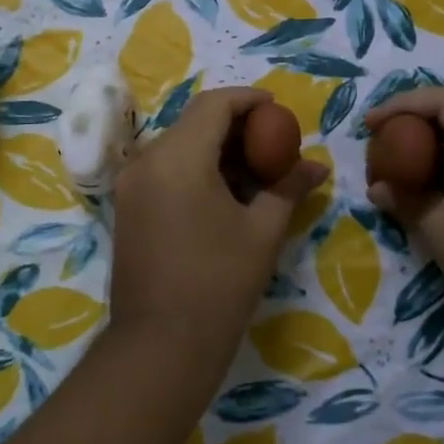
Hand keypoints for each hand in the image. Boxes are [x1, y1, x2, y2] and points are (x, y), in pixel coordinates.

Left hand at [109, 88, 327, 374]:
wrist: (161, 344)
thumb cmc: (219, 284)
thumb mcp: (263, 231)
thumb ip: (288, 188)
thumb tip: (316, 165)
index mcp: (178, 157)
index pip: (214, 104)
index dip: (249, 100)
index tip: (279, 109)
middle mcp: (146, 161)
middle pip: (193, 123)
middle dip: (235, 127)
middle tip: (272, 145)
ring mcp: (130, 185)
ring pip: (177, 147)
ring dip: (215, 150)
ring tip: (254, 173)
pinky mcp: (126, 208)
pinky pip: (164, 171)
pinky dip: (195, 170)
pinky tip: (224, 195)